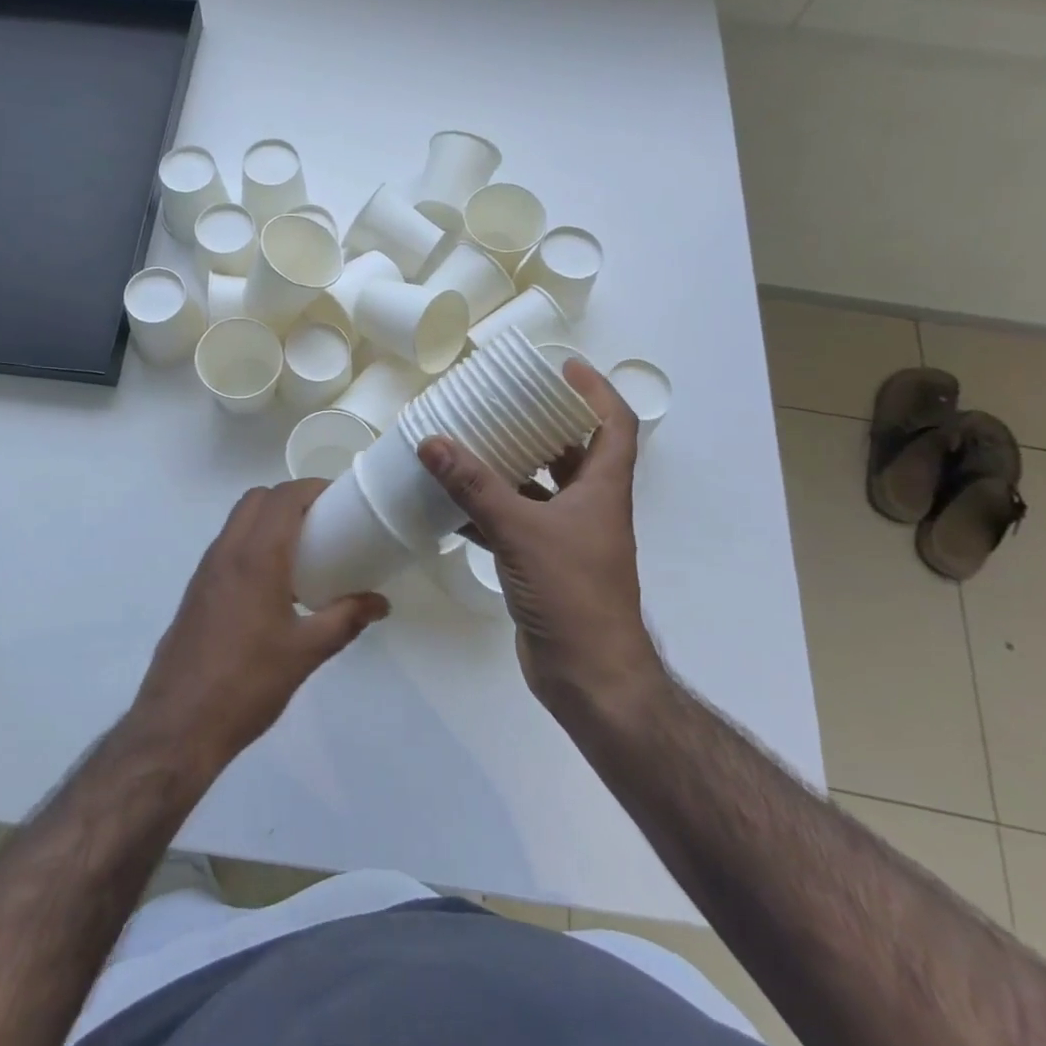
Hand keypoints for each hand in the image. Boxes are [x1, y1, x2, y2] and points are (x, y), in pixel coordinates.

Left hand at [129, 481, 389, 775]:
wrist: (178, 724)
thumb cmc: (247, 683)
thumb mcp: (306, 652)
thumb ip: (346, 619)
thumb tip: (380, 603)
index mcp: (256, 556)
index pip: (283, 497)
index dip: (312, 488)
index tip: (340, 499)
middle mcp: (226, 551)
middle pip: (257, 499)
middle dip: (290, 498)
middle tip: (323, 521)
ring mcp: (206, 569)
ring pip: (238, 520)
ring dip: (268, 519)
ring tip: (302, 549)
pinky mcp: (196, 590)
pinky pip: (227, 545)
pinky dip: (251, 542)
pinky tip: (272, 582)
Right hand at [418, 360, 661, 716]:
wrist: (590, 678)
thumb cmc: (572, 593)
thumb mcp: (520, 530)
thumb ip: (474, 486)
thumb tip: (431, 441)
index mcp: (602, 489)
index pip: (613, 423)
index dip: (594, 389)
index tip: (561, 367)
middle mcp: (590, 507)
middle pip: (573, 451)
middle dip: (541, 423)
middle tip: (502, 401)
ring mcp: (568, 538)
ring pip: (539, 488)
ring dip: (509, 467)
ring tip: (470, 443)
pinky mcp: (544, 564)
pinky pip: (515, 522)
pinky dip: (488, 510)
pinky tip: (451, 504)